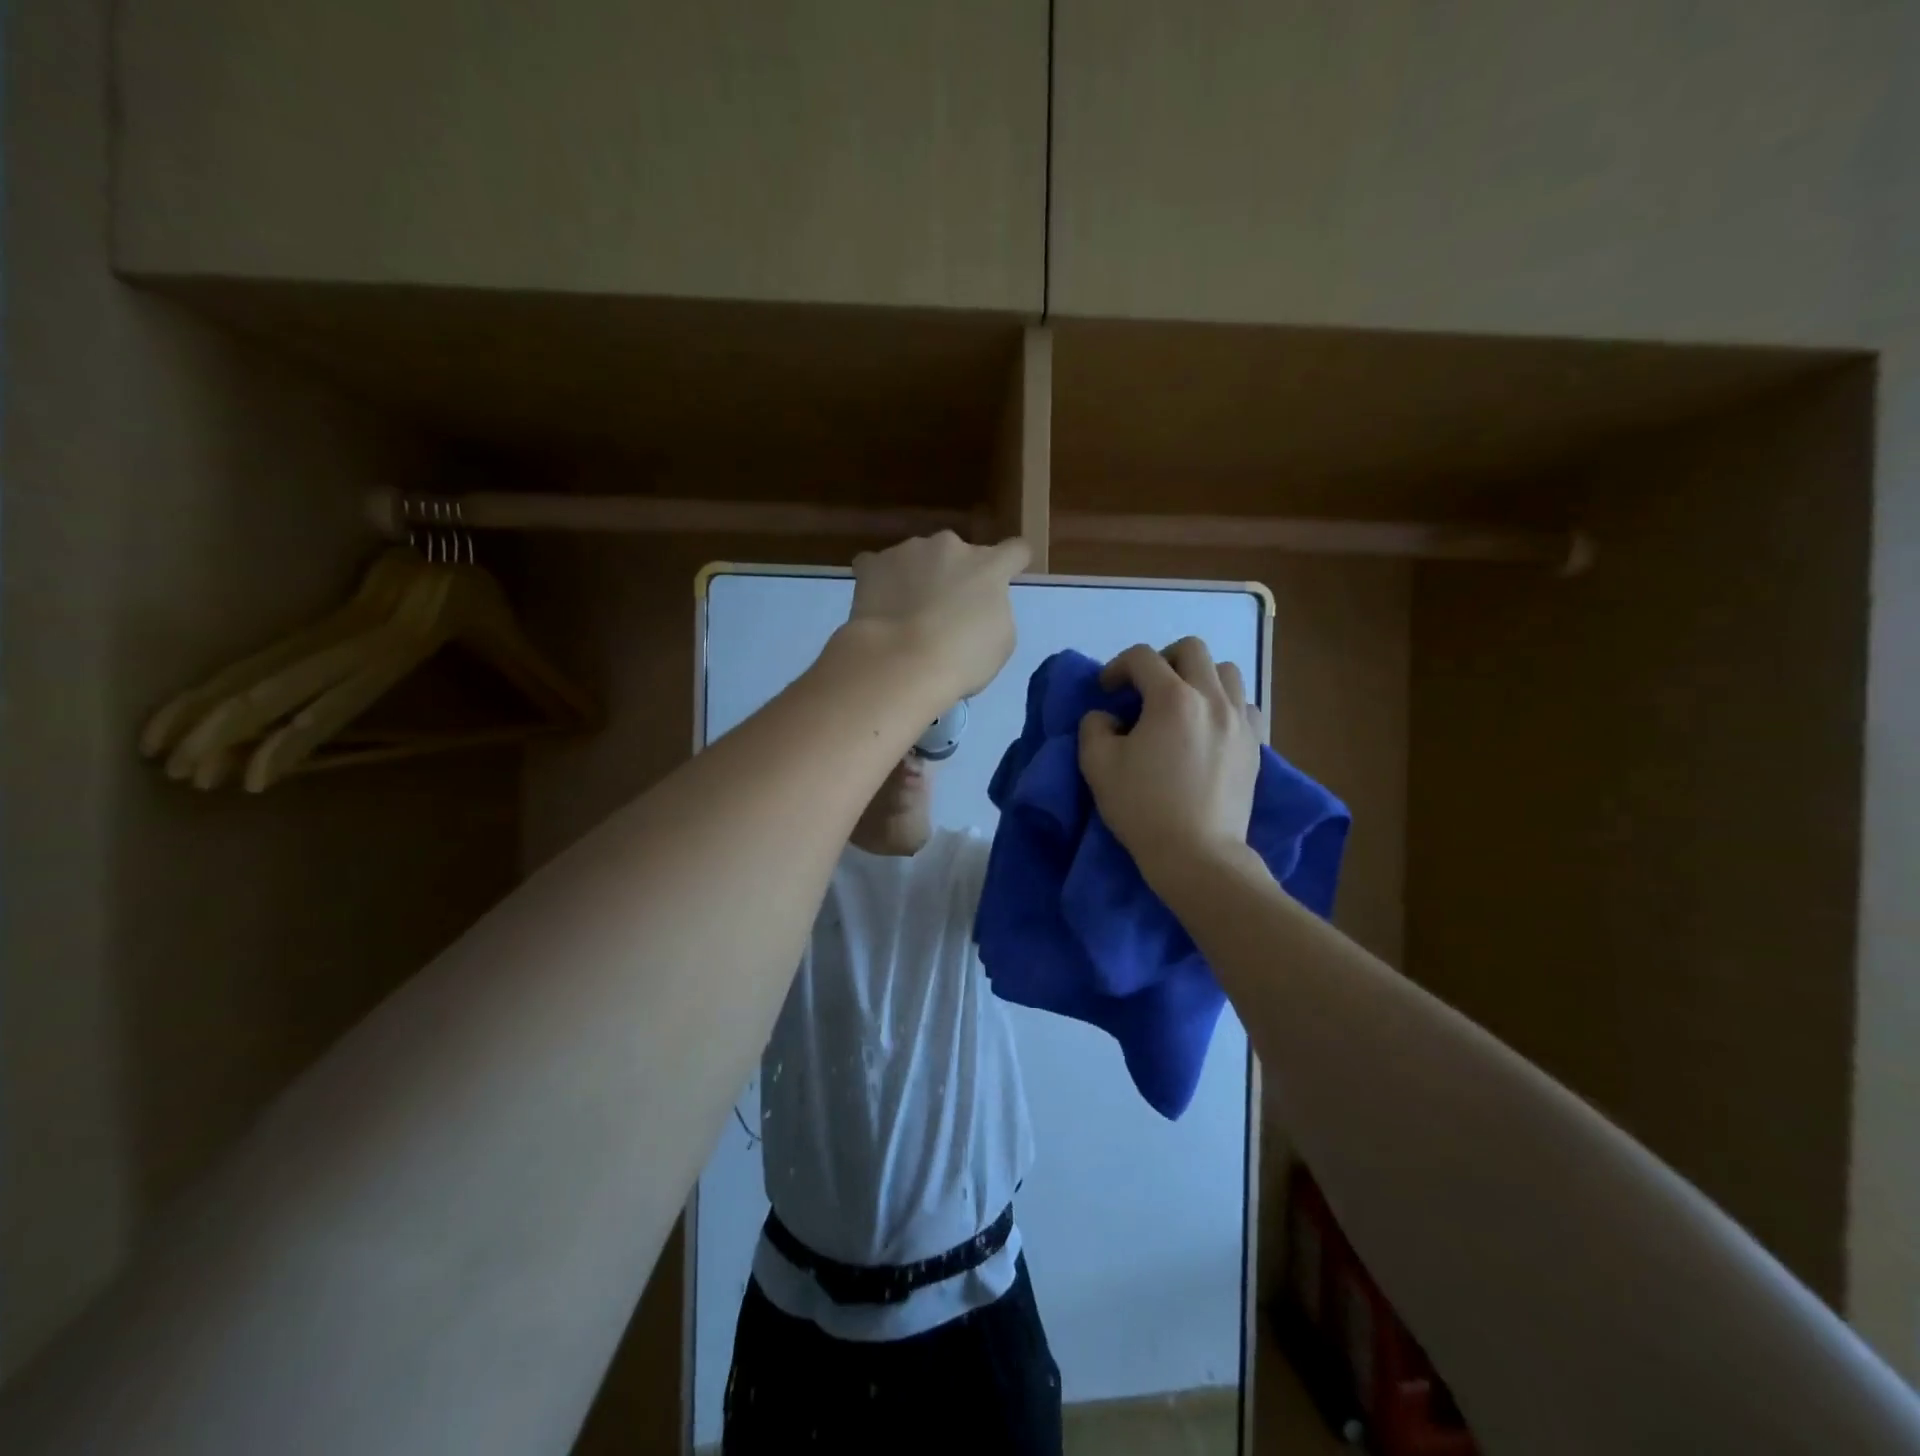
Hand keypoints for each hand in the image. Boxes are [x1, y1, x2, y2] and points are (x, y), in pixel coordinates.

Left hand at [845, 532, 1028, 700]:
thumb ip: (995, 612)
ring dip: (918, 577)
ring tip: (906, 616)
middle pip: (960, 555)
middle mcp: (951, 547)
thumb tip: (978, 606)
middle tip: (945, 612)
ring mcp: (909, 551)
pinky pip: (879, 567)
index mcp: (989, 567)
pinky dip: (881, 582)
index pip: (1015, 550)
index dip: (1012, 563)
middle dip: (955, 575)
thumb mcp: (1000, 642)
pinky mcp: (873, 564)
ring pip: (919, 559)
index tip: (1006, 577)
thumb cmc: (962, 660)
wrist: (901, 663)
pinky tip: (878, 607)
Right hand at [1079, 638, 1263, 884]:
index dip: (1117, 667)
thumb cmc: (1143, 808)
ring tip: (1182, 705)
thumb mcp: (1097, 765)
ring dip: (1199, 677)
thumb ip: (1094, 727)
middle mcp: (1212, 698)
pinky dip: (1226, 704)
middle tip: (1145, 689)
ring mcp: (1240, 720)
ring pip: (1226, 672)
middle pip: (1192, 649)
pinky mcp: (1256, 745)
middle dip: (1163, 660)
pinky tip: (1211, 727)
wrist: (1197, 854)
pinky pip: (1246, 705)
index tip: (1106, 691)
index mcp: (1171, 698)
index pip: (1142, 657)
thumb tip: (1108, 717)